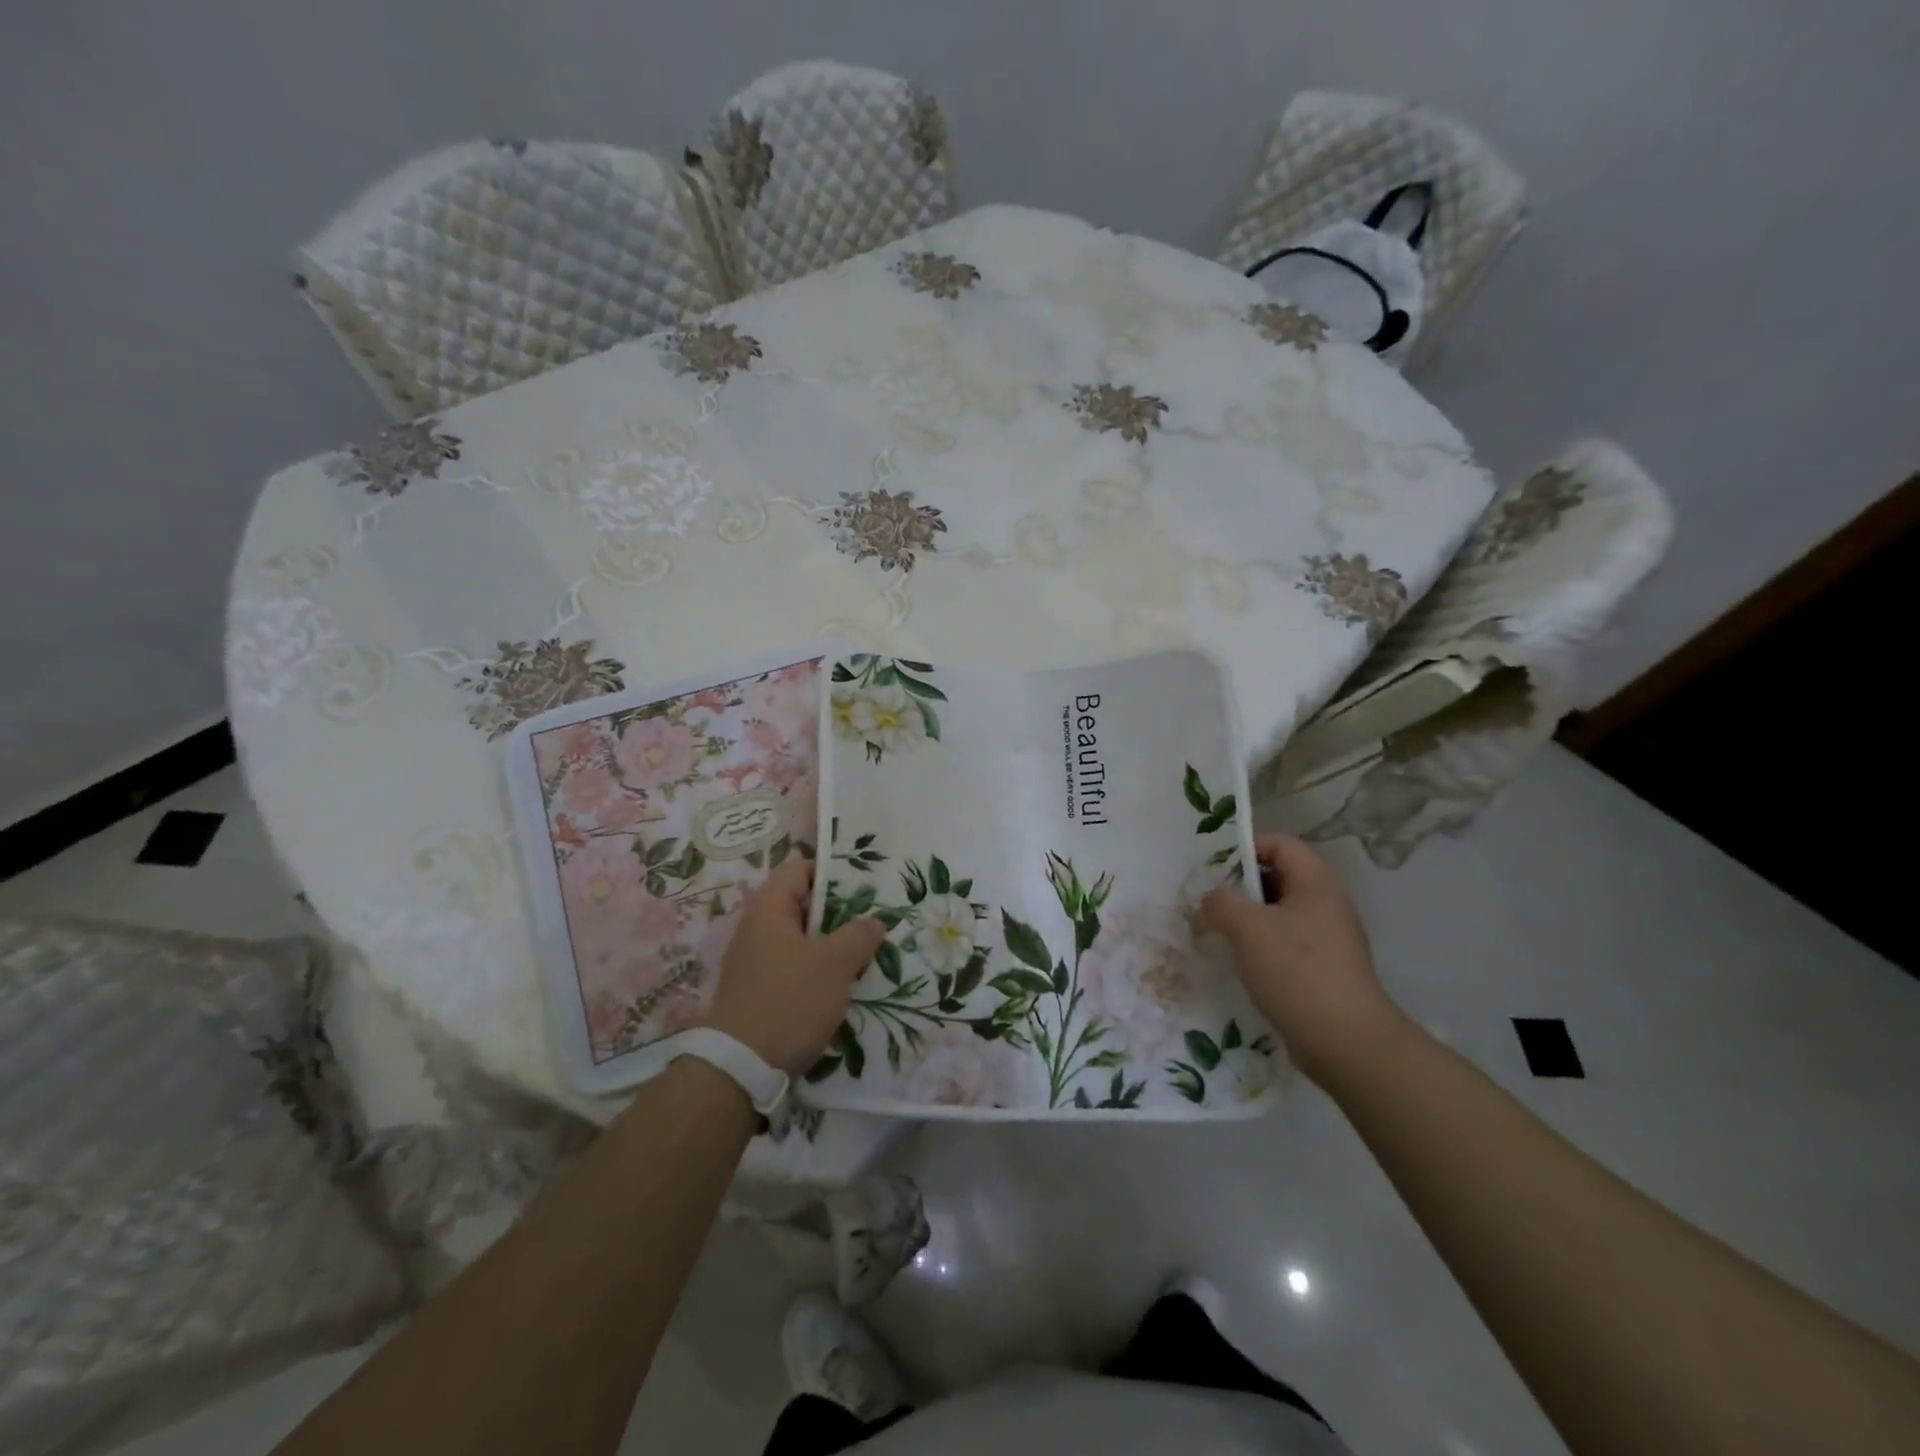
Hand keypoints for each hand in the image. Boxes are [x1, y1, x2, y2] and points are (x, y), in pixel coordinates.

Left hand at [708, 858, 884, 1074]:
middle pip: (801, 905)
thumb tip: (874, 922)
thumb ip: (859, 936)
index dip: (831, 873)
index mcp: (768, 909)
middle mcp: (756, 928)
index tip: (863, 886)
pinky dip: (817, 969)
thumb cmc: (789, 1002)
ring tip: (865, 954)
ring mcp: (754, 961)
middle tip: (872, 921)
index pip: (799, 869)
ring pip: (800, 939)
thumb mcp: (835, 964)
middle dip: (838, 912)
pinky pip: (793, 966)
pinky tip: (841, 986)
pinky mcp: (757, 991)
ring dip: (830, 945)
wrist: (739, 1069)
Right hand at [1202, 835, 1404, 1087]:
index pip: (1281, 844)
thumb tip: (1214, 898)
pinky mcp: (1327, 969)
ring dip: (1250, 920)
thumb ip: (1221, 902)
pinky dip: (1264, 947)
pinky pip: (1289, 943)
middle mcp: (1328, 904)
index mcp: (1316, 883)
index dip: (1247, 848)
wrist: (1346, 1042)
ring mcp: (1331, 939)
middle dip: (1243, 887)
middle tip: (1211, 902)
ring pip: (1282, 913)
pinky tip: (1244, 964)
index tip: (1216, 871)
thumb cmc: (1296, 972)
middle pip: (1281, 877)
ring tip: (1221, 934)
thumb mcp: (1247, 928)